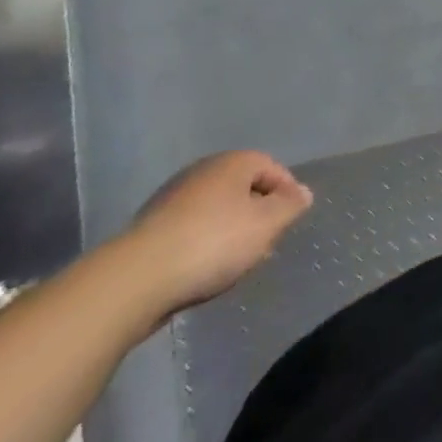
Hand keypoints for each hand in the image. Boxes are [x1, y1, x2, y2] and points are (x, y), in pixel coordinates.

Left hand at [116, 151, 311, 321]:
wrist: (138, 278)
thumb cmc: (213, 243)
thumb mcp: (266, 224)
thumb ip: (289, 206)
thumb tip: (303, 193)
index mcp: (232, 162)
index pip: (271, 166)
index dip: (287, 191)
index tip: (291, 221)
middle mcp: (202, 171)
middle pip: (243, 187)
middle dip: (259, 212)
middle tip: (268, 242)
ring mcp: (173, 198)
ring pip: (217, 208)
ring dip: (232, 229)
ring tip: (238, 260)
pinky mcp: (153, 227)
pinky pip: (192, 228)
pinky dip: (206, 242)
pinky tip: (206, 268)